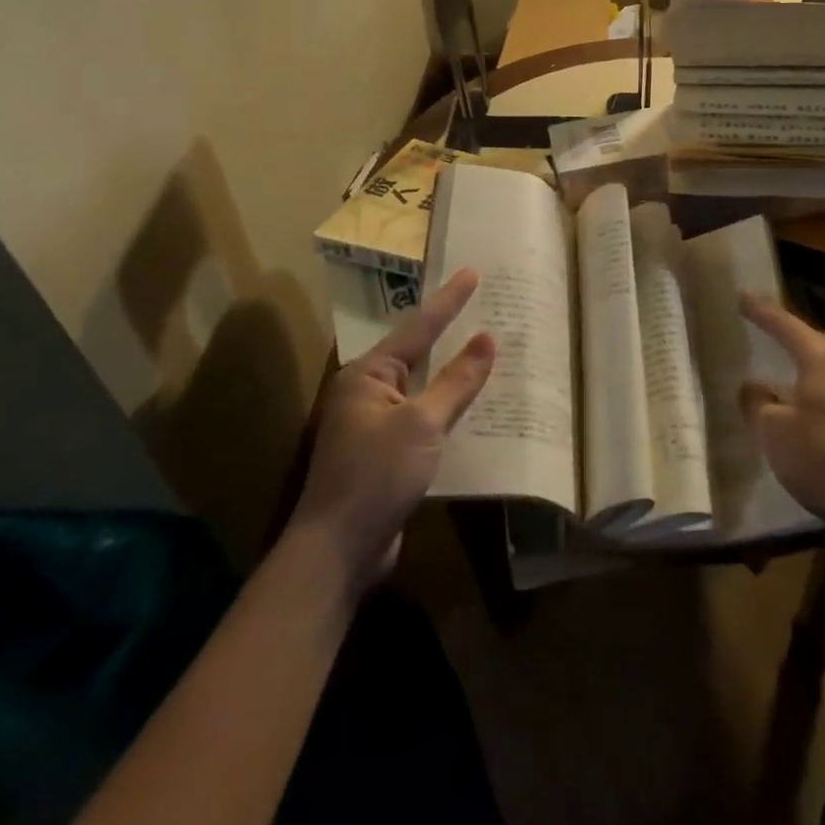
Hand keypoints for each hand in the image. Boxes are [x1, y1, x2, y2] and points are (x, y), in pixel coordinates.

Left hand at [291, 269, 494, 588]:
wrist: (337, 552)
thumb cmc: (375, 477)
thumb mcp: (422, 424)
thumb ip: (456, 381)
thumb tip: (486, 338)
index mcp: (368, 374)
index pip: (418, 327)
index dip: (449, 300)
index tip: (472, 272)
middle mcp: (367, 392)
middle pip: (417, 352)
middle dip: (449, 330)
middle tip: (481, 304)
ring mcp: (374, 424)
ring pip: (422, 386)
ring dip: (451, 371)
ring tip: (485, 347)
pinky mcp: (385, 454)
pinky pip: (423, 417)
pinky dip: (447, 407)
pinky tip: (472, 405)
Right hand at [739, 291, 824, 536]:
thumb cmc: (823, 458)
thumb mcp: (774, 432)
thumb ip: (757, 403)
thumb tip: (753, 386)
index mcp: (822, 359)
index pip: (785, 325)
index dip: (761, 311)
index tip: (743, 295)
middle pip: (812, 340)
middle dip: (787, 334)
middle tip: (764, 327)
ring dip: (806, 362)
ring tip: (784, 365)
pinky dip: (820, 385)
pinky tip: (809, 402)